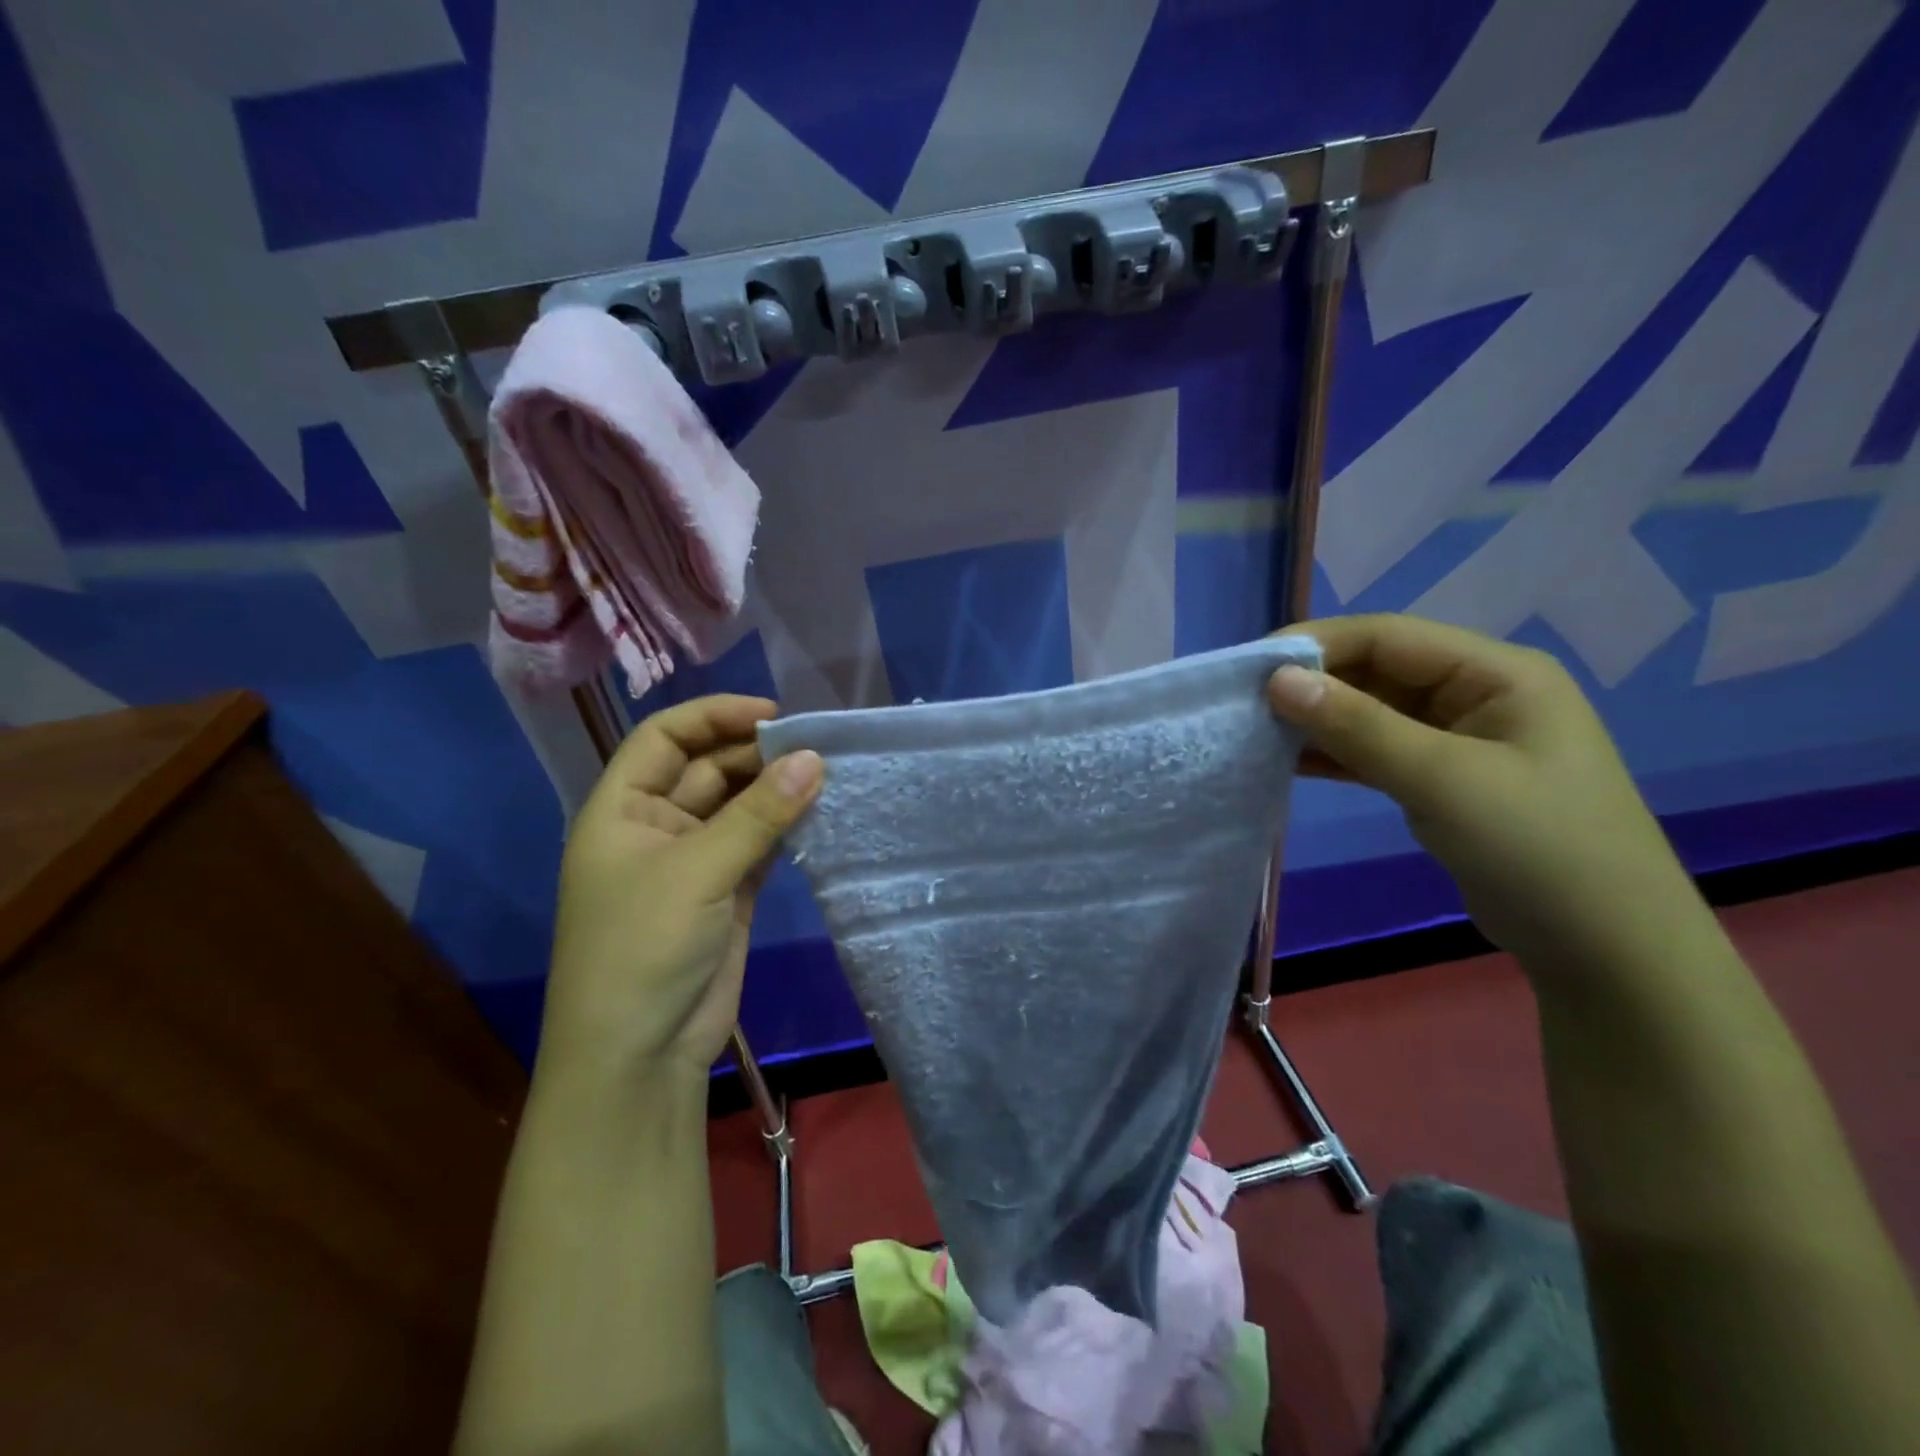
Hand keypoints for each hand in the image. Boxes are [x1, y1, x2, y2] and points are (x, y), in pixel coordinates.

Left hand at [540, 695, 822, 1083]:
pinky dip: (786, 828)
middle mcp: (656, 827)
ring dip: (776, 791)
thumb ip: (758, 814)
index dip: (714, 717)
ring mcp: (694, 862)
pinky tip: (820, 813)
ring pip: (739, 808)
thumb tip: (814, 759)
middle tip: (814, 747)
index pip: (664, 738)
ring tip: (826, 773)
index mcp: (621, 810)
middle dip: (755, 755)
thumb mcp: (697, 871)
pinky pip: (759, 845)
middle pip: (707, 769)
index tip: (772, 715)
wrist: (639, 1055)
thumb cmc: (643, 948)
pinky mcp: (728, 893)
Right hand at [1264, 614, 1701, 978]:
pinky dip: (1334, 755)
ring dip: (1318, 720)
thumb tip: (1277, 680)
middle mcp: (1477, 695)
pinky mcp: (1442, 780)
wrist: (1605, 951)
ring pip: (1372, 713)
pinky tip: (1289, 761)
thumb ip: (1357, 726)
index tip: (1252, 666)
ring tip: (1256, 730)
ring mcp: (1459, 740)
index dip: (1318, 644)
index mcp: (1496, 673)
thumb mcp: (1442, 780)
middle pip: (1378, 671)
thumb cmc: (1537, 849)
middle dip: (1313, 683)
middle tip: (1245, 702)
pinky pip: (1376, 751)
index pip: (1389, 636)